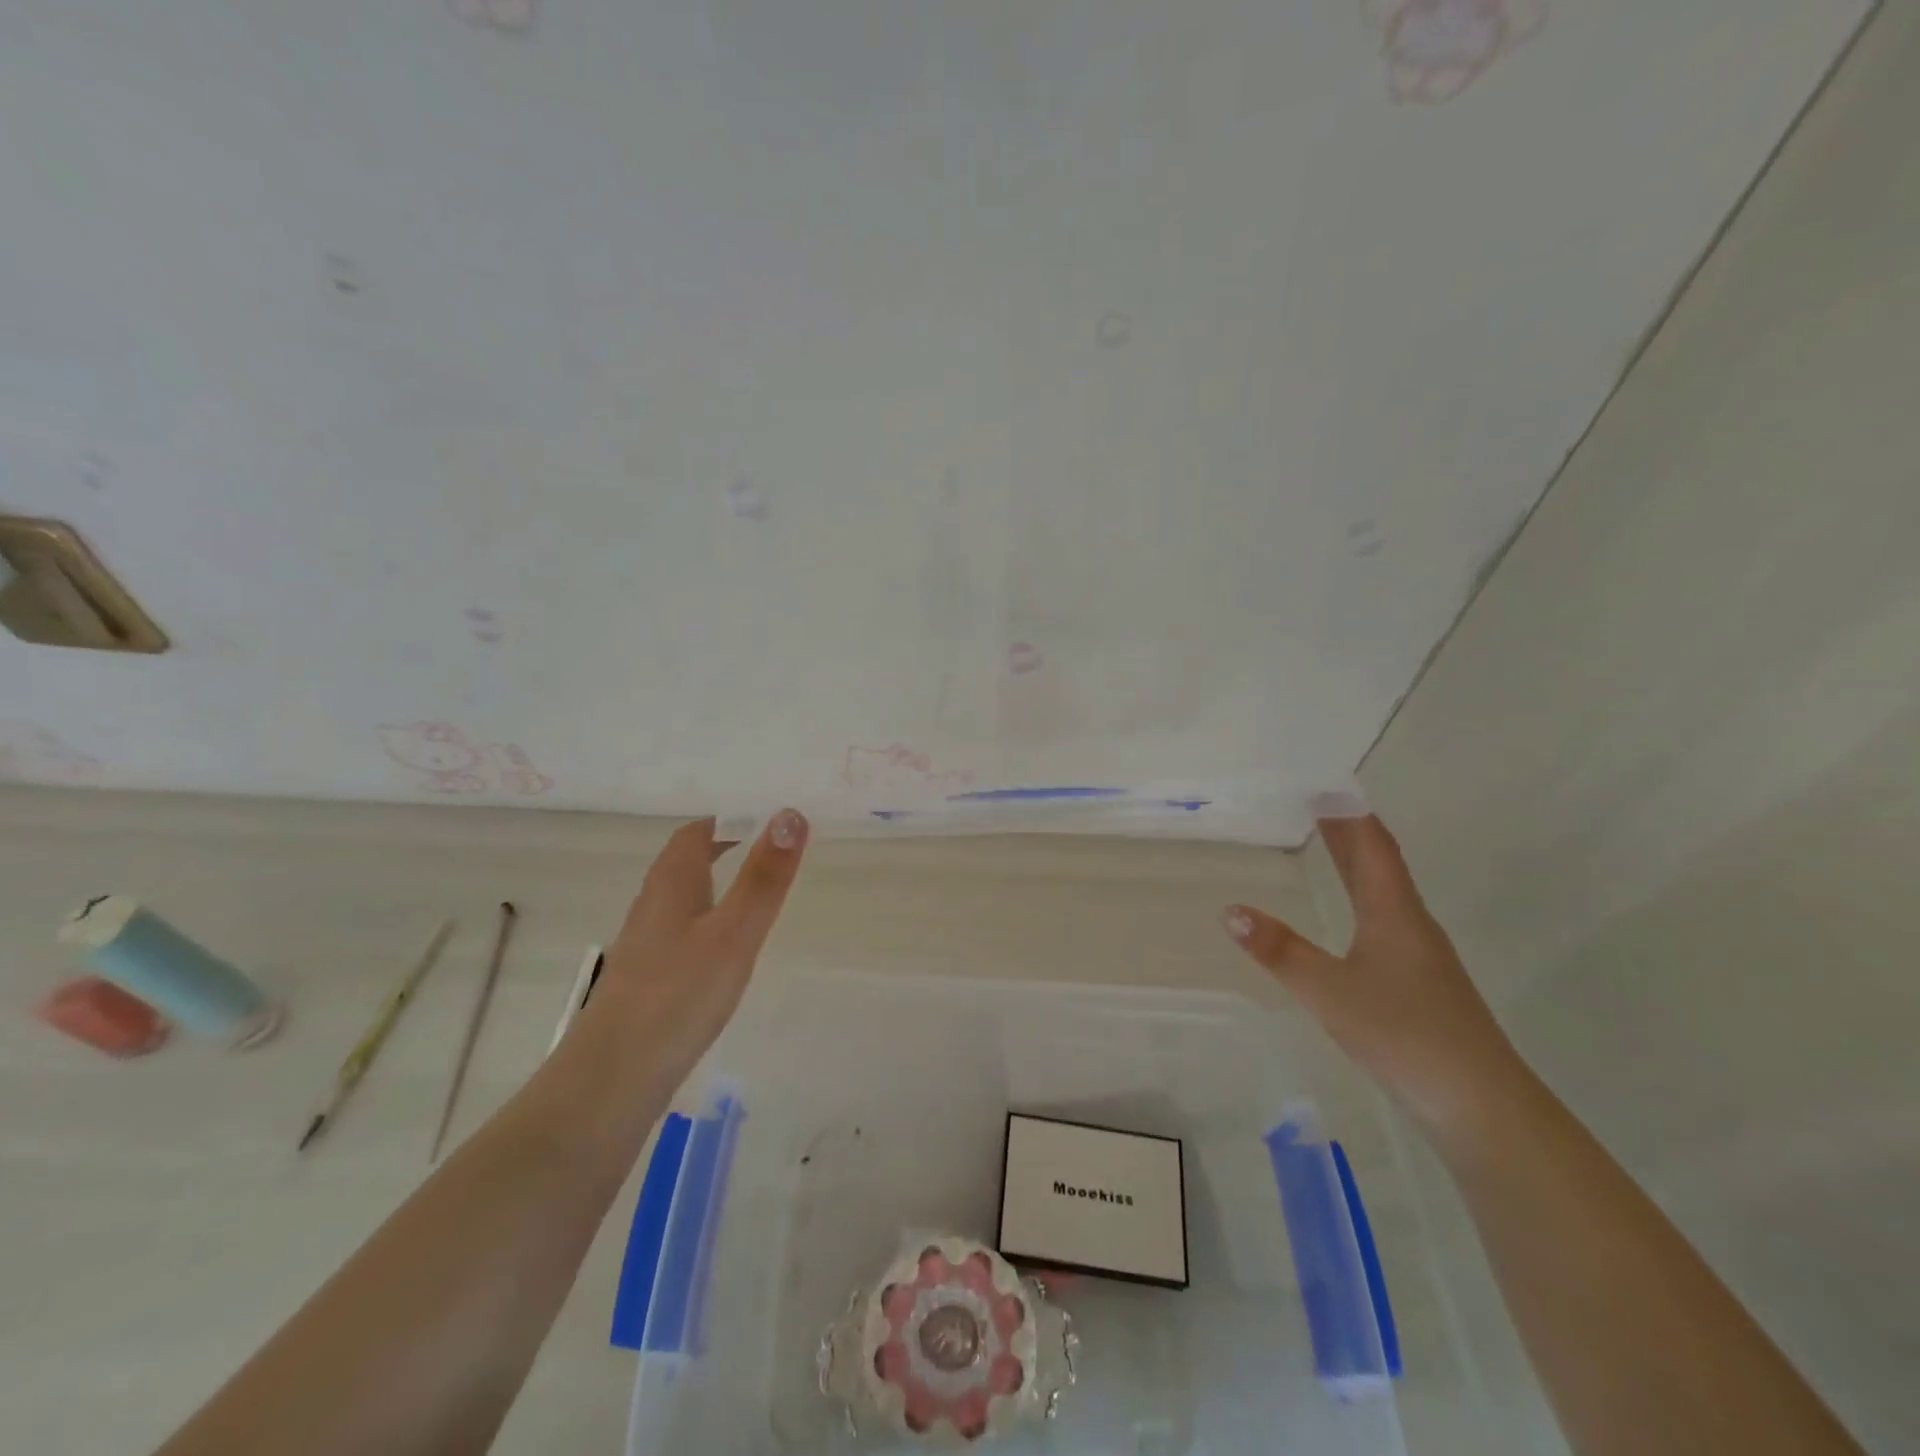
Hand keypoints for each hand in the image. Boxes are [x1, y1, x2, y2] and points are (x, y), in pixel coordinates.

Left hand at [591, 810, 808, 1079]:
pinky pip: (681, 932)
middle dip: (723, 846)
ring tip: (754, 891)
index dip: (728, 819)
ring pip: (683, 897)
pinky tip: (724, 949)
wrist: (614, 1077)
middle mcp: (653, 905)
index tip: (767, 818)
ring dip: (715, 883)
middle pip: (686, 861)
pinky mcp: (647, 979)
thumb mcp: (735, 931)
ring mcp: (646, 944)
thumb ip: (764, 876)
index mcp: (672, 883)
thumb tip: (789, 813)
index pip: (696, 832)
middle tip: (769, 848)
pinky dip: (708, 921)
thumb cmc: (680, 993)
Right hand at [1224, 813, 1524, 1139]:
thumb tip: (1229, 910)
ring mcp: (1420, 954)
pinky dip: (1361, 896)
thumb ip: (1280, 951)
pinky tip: (1351, 915)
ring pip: (1384, 891)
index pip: (1372, 846)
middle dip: (1348, 830)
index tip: (1323, 783)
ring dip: (1356, 861)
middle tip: (1313, 801)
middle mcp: (1411, 923)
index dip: (1349, 813)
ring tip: (1325, 842)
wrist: (1482, 1105)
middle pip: (1379, 863)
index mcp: (1394, 913)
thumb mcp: (1330, 991)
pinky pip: (1385, 918)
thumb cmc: (1406, 1035)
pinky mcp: (1421, 982)